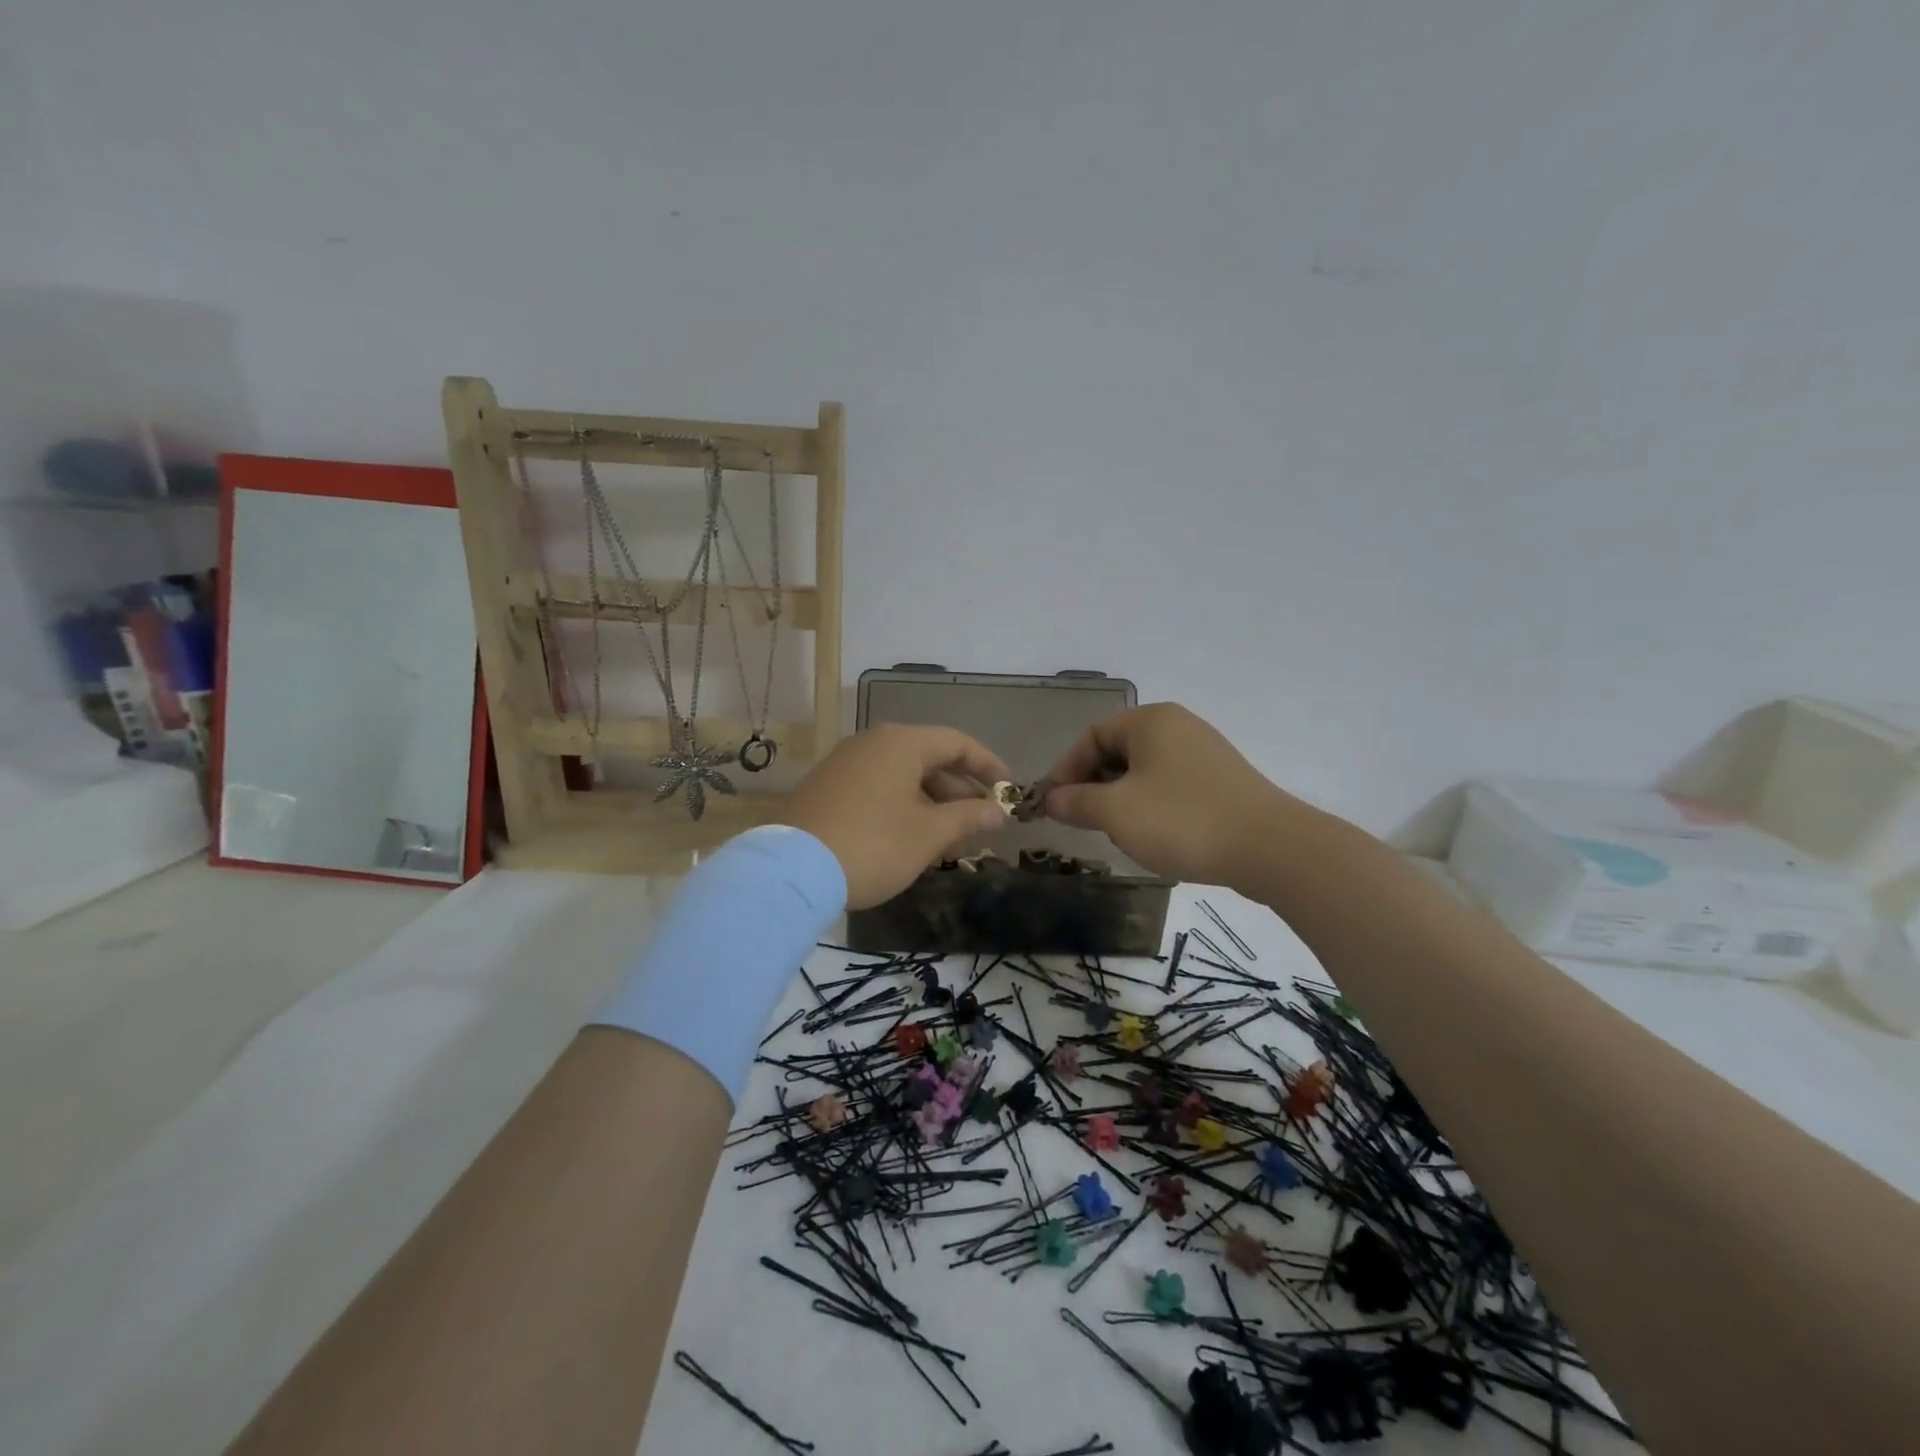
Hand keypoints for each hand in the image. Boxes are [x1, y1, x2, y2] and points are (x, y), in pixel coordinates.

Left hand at [778, 724, 1011, 909]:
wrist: (791, 871)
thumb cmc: (874, 845)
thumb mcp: (929, 834)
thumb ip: (969, 817)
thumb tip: (999, 810)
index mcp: (901, 743)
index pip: (957, 742)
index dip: (988, 766)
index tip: (1009, 790)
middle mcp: (872, 743)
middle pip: (929, 757)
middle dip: (959, 789)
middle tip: (981, 820)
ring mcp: (845, 763)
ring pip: (902, 774)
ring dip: (932, 801)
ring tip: (950, 836)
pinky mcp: (826, 786)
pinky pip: (878, 786)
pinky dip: (903, 804)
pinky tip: (911, 837)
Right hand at [1040, 703, 1297, 887]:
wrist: (1271, 849)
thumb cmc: (1182, 821)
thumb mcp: (1116, 813)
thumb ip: (1076, 802)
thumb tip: (1051, 800)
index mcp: (1150, 721)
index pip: (1091, 735)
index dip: (1066, 769)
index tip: (1054, 805)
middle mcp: (1178, 726)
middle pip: (1117, 751)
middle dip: (1094, 786)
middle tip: (1084, 821)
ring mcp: (1205, 753)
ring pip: (1144, 771)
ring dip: (1121, 799)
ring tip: (1119, 832)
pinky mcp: (1223, 781)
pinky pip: (1171, 785)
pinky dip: (1152, 806)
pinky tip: (1156, 836)